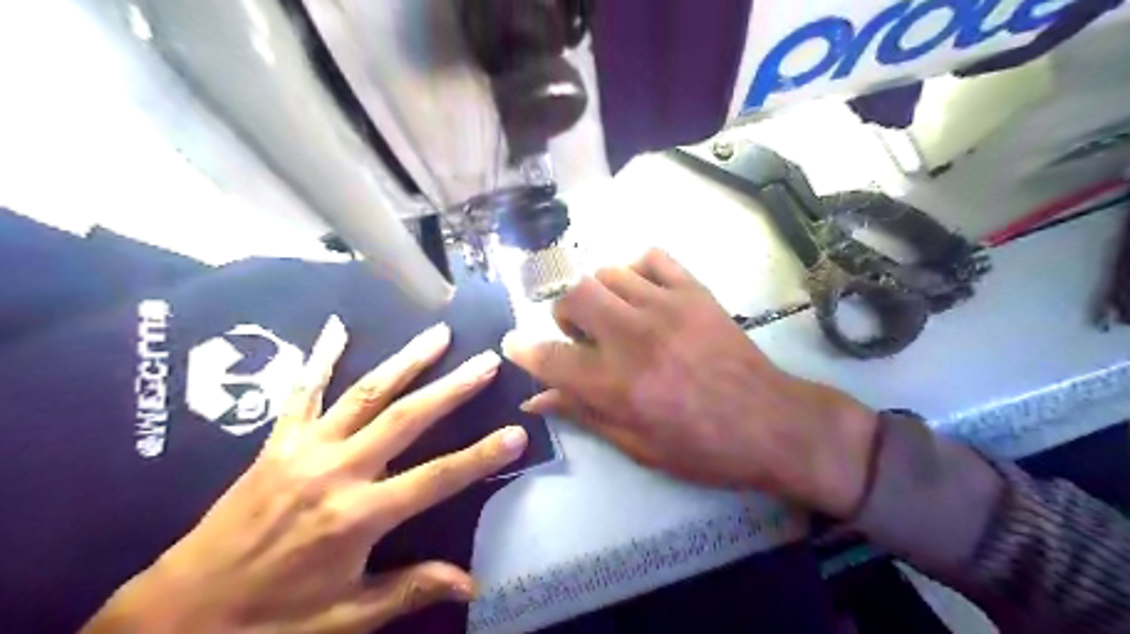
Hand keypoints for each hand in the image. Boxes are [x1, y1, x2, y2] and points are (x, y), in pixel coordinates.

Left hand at [84, 317, 527, 633]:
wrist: (176, 616)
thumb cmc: (269, 620)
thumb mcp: (345, 618)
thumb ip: (410, 589)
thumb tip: (472, 582)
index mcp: (357, 516)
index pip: (436, 478)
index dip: (480, 456)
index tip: (517, 433)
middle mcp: (336, 471)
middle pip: (406, 419)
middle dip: (452, 388)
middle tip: (485, 360)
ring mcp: (305, 449)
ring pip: (365, 394)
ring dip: (406, 361)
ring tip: (438, 335)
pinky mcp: (277, 442)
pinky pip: (302, 392)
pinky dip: (320, 358)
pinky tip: (337, 328)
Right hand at [506, 250, 881, 516]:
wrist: (770, 423)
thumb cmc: (701, 447)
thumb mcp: (636, 445)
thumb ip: (583, 414)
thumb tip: (537, 400)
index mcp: (617, 385)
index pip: (550, 357)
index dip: (524, 351)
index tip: (516, 346)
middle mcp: (634, 337)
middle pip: (574, 295)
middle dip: (565, 313)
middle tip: (581, 333)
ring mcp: (666, 307)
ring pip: (608, 273)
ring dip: (600, 294)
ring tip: (615, 315)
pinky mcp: (694, 292)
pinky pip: (653, 257)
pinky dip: (637, 269)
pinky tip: (643, 292)